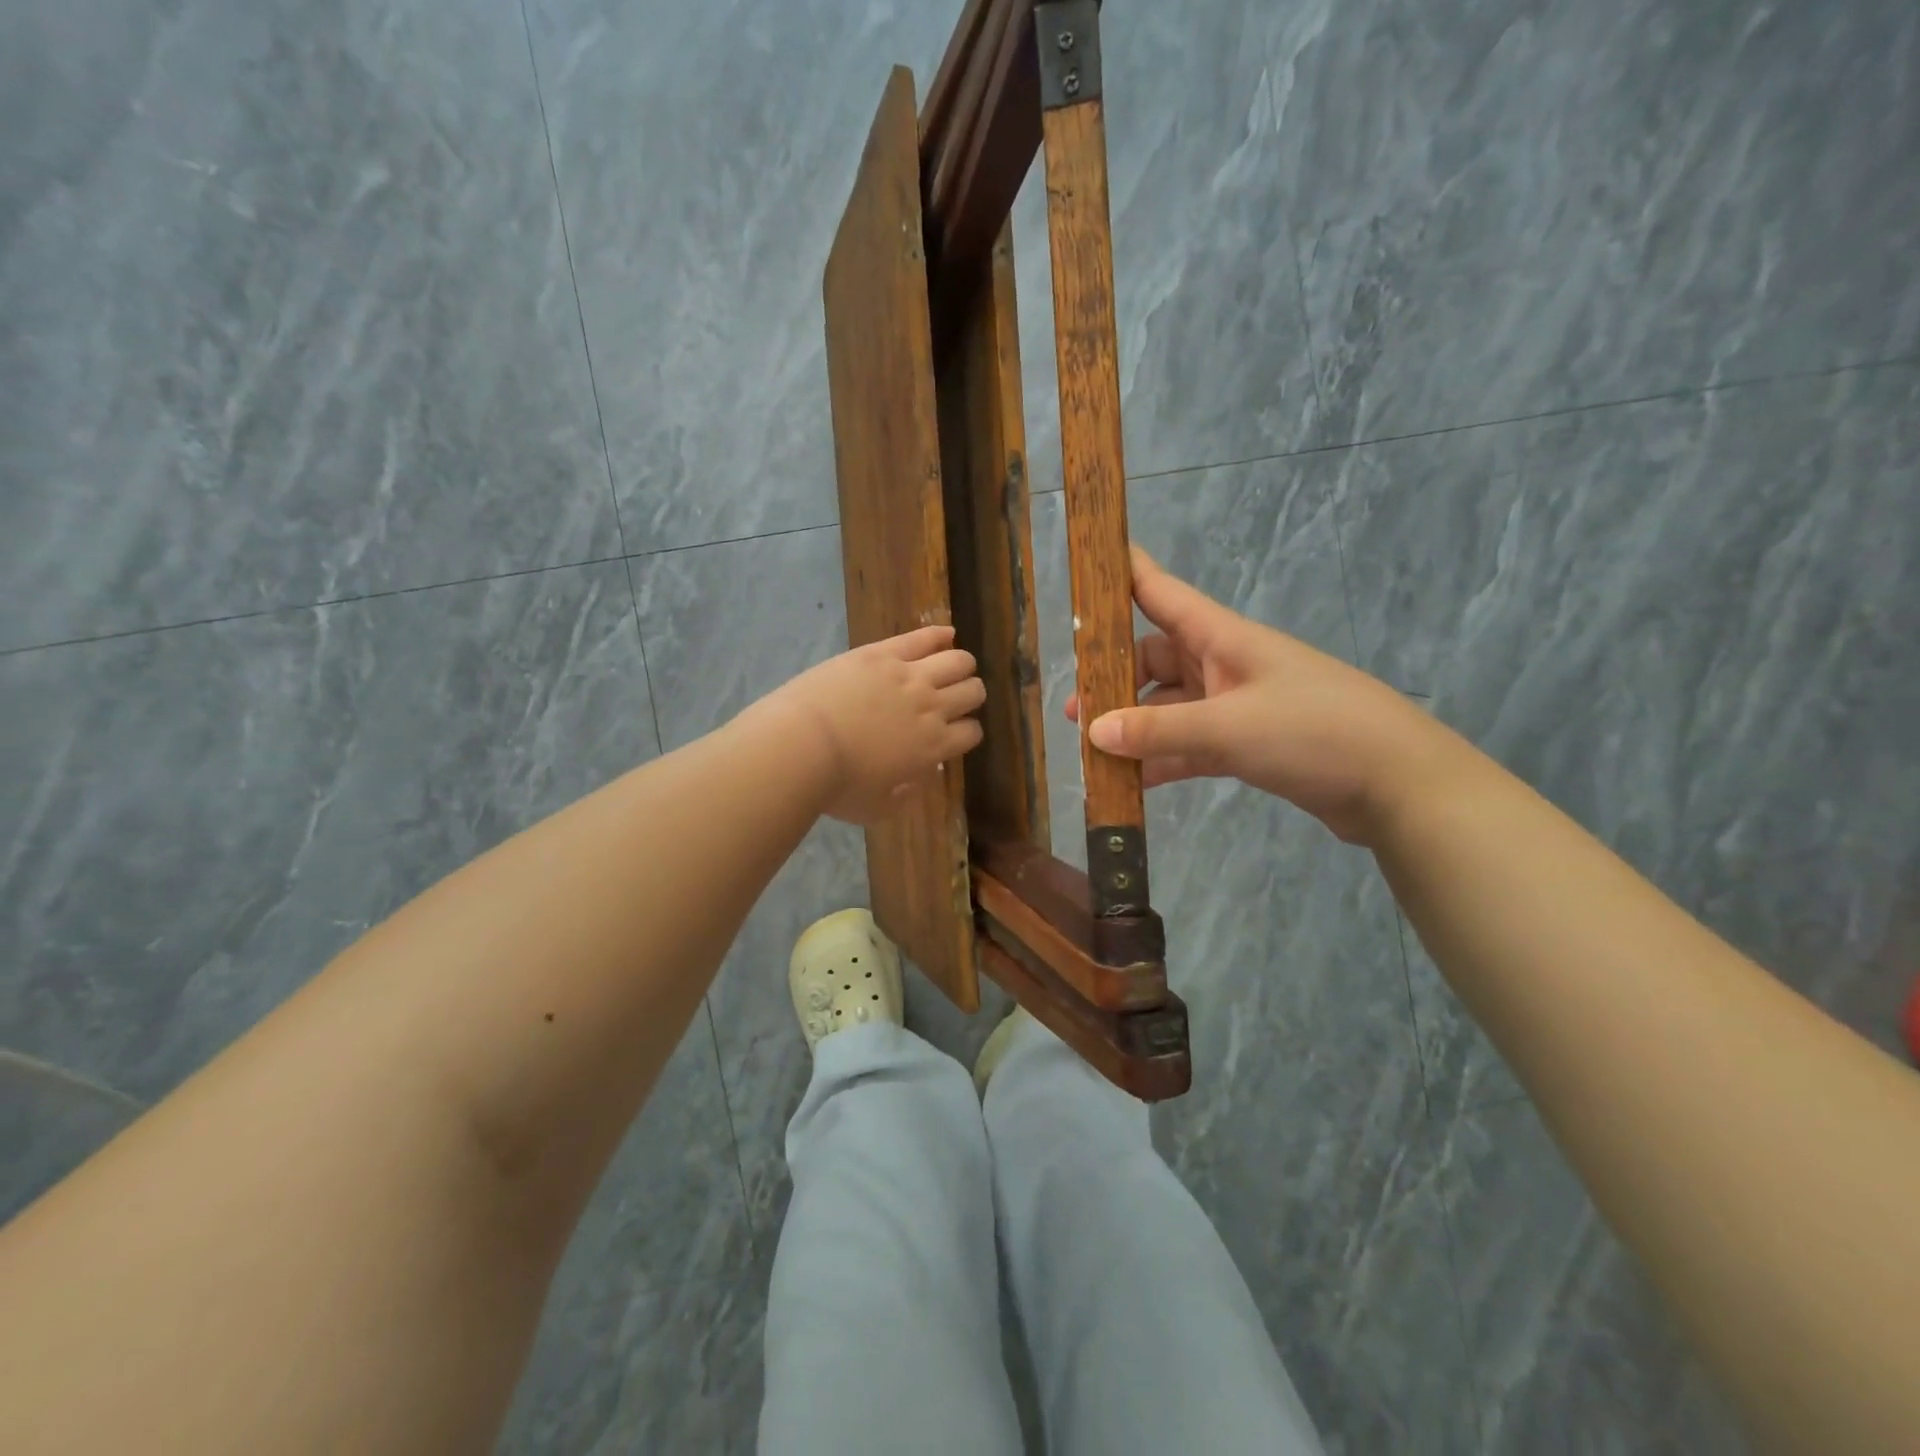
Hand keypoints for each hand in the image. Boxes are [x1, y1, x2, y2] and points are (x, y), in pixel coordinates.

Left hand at [750, 625, 985, 823]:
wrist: (801, 746)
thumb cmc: (836, 786)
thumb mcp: (877, 808)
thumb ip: (904, 796)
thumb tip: (918, 778)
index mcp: (933, 747)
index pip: (971, 733)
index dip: (968, 732)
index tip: (956, 733)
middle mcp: (932, 707)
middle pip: (973, 692)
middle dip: (970, 696)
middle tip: (957, 698)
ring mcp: (909, 676)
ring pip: (958, 661)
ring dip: (961, 665)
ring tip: (955, 667)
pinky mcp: (883, 653)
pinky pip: (924, 637)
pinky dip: (941, 633)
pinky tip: (948, 633)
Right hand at [1066, 549, 1455, 844]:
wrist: (1399, 784)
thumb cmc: (1315, 732)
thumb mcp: (1229, 728)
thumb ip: (1159, 730)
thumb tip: (1092, 731)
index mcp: (1223, 638)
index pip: (1161, 593)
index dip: (1124, 573)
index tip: (1087, 560)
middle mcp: (1225, 664)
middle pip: (1155, 658)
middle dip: (1113, 679)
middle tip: (1074, 710)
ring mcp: (1237, 706)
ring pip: (1171, 707)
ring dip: (1136, 726)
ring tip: (1093, 751)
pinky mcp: (1248, 744)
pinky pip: (1192, 744)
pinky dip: (1164, 759)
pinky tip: (1133, 782)